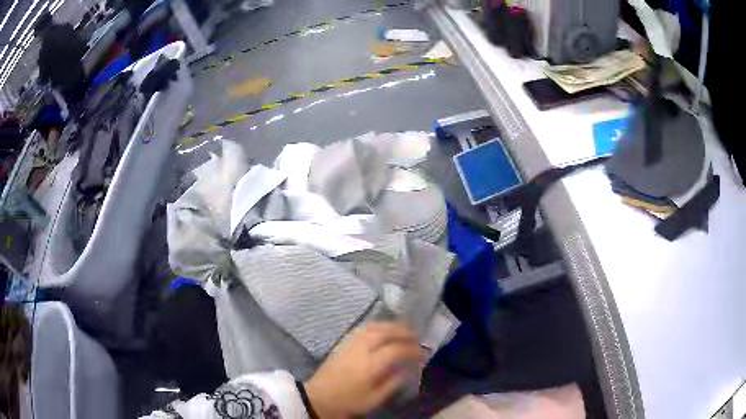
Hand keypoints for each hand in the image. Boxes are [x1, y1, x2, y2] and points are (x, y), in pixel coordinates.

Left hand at [304, 322, 422, 417]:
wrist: (318, 398)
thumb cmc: (349, 402)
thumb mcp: (374, 399)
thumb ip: (392, 383)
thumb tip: (406, 368)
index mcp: (369, 366)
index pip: (395, 350)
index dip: (411, 349)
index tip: (422, 353)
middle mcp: (360, 350)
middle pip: (384, 332)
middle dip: (403, 331)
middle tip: (416, 336)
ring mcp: (350, 344)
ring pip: (372, 327)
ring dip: (390, 326)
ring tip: (403, 330)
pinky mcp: (342, 344)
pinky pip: (363, 329)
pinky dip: (377, 326)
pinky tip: (383, 331)